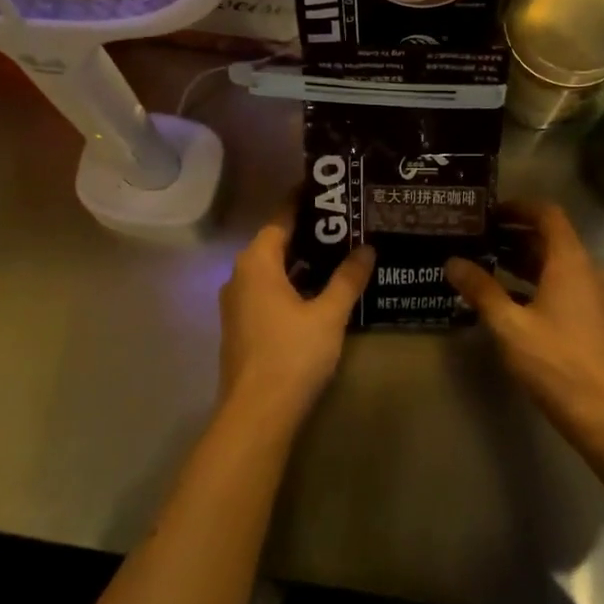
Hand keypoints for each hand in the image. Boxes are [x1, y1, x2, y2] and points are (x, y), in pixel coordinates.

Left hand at [218, 212, 373, 432]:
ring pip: (271, 270)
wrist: (257, 413)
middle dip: (308, 232)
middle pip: (276, 243)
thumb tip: (367, 248)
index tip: (328, 190)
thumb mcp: (328, 314)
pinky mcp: (241, 326)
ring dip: (301, 261)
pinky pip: (268, 291)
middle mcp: (240, 276)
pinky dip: (291, 283)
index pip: (281, 219)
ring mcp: (237, 303)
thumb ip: (347, 278)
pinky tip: (319, 290)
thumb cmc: (292, 354)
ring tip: (339, 253)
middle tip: (345, 222)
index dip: (303, 202)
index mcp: (256, 263)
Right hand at [446, 201, 603, 440]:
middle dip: (512, 235)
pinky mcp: (592, 317)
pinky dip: (532, 282)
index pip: (547, 214)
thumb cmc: (557, 362)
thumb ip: (481, 290)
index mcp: (570, 261)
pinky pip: (560, 285)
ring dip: (520, 260)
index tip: (487, 212)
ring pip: (553, 263)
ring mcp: (592, 294)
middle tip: (474, 238)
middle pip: (549, 238)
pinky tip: (504, 299)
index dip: (518, 207)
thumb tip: (452, 262)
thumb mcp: (510, 325)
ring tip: (482, 264)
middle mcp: (586, 269)